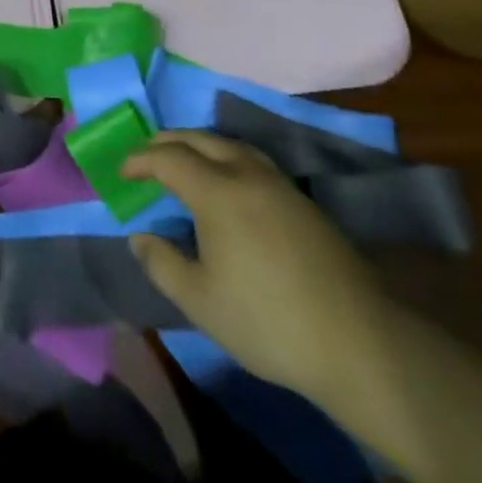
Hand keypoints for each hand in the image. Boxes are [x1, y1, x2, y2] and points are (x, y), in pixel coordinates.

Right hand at [123, 131, 390, 400]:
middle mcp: (247, 175)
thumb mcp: (200, 301)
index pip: (168, 158)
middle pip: (200, 139)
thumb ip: (161, 263)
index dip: (139, 160)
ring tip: (183, 160)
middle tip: (145, 155)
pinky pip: (253, 161)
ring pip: (231, 144)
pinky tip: (226, 183)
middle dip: (167, 141)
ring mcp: (280, 186)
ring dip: (199, 144)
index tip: (121, 173)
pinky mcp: (303, 203)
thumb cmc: (268, 321)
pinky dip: (226, 158)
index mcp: (218, 192)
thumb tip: (139, 237)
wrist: (360, 344)